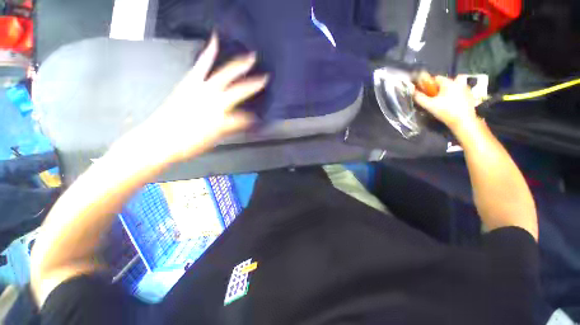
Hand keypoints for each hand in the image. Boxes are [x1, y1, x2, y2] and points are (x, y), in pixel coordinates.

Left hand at [138, 34, 267, 162]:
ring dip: (239, 66)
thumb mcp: (215, 140)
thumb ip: (231, 128)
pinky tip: (214, 42)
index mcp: (222, 119)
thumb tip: (244, 122)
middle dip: (254, 84)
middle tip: (265, 77)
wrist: (160, 140)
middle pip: (239, 91)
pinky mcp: (189, 83)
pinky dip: (208, 53)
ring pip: (224, 75)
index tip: (257, 119)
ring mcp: (202, 89)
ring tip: (250, 56)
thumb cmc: (189, 144)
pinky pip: (201, 65)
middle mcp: (215, 102)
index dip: (253, 118)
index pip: (245, 117)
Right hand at [413, 76, 480, 132]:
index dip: (429, 84)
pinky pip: (459, 91)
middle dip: (438, 88)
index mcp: (448, 83)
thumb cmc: (445, 111)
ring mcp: (466, 88)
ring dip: (447, 91)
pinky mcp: (470, 95)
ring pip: (453, 86)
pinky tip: (451, 104)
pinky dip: (454, 95)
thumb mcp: (429, 105)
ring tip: (443, 101)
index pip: (436, 78)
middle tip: (434, 98)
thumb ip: (420, 98)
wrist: (463, 121)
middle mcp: (458, 82)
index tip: (426, 92)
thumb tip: (414, 92)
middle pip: (445, 82)